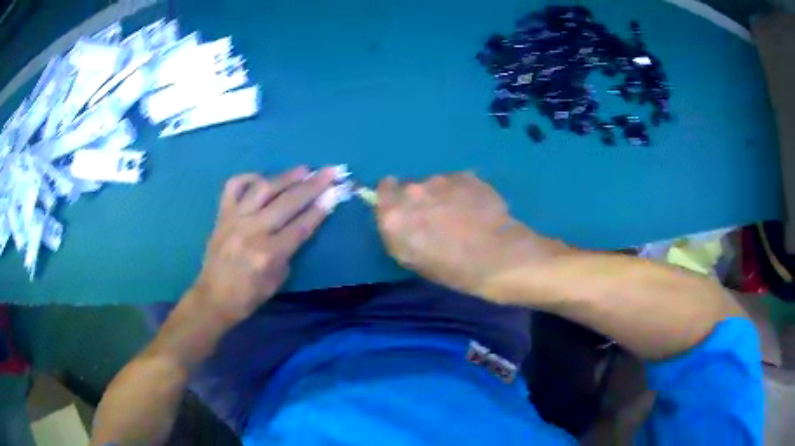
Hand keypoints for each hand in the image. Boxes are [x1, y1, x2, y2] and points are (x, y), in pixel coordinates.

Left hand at [193, 166, 336, 322]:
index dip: (321, 208)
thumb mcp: (277, 281)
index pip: (301, 225)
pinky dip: (248, 177)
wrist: (213, 297)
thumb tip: (299, 225)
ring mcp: (234, 219)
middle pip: (287, 202)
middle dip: (313, 185)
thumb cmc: (248, 296)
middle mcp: (252, 231)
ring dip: (286, 177)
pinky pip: (233, 187)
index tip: (336, 191)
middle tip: (329, 171)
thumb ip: (288, 251)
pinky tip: (262, 178)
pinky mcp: (222, 214)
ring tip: (304, 169)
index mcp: (268, 254)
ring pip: (263, 188)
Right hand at [376, 173, 567, 298]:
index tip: (406, 210)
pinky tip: (476, 210)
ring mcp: (440, 180)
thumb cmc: (453, 270)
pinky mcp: (465, 175)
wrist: (499, 257)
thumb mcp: (413, 259)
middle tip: (437, 219)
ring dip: (441, 196)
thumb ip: (398, 232)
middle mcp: (413, 191)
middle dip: (419, 199)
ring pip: (434, 184)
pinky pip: (455, 182)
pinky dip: (461, 192)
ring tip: (462, 216)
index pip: (383, 190)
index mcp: (394, 216)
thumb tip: (399, 216)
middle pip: (409, 187)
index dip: (393, 198)